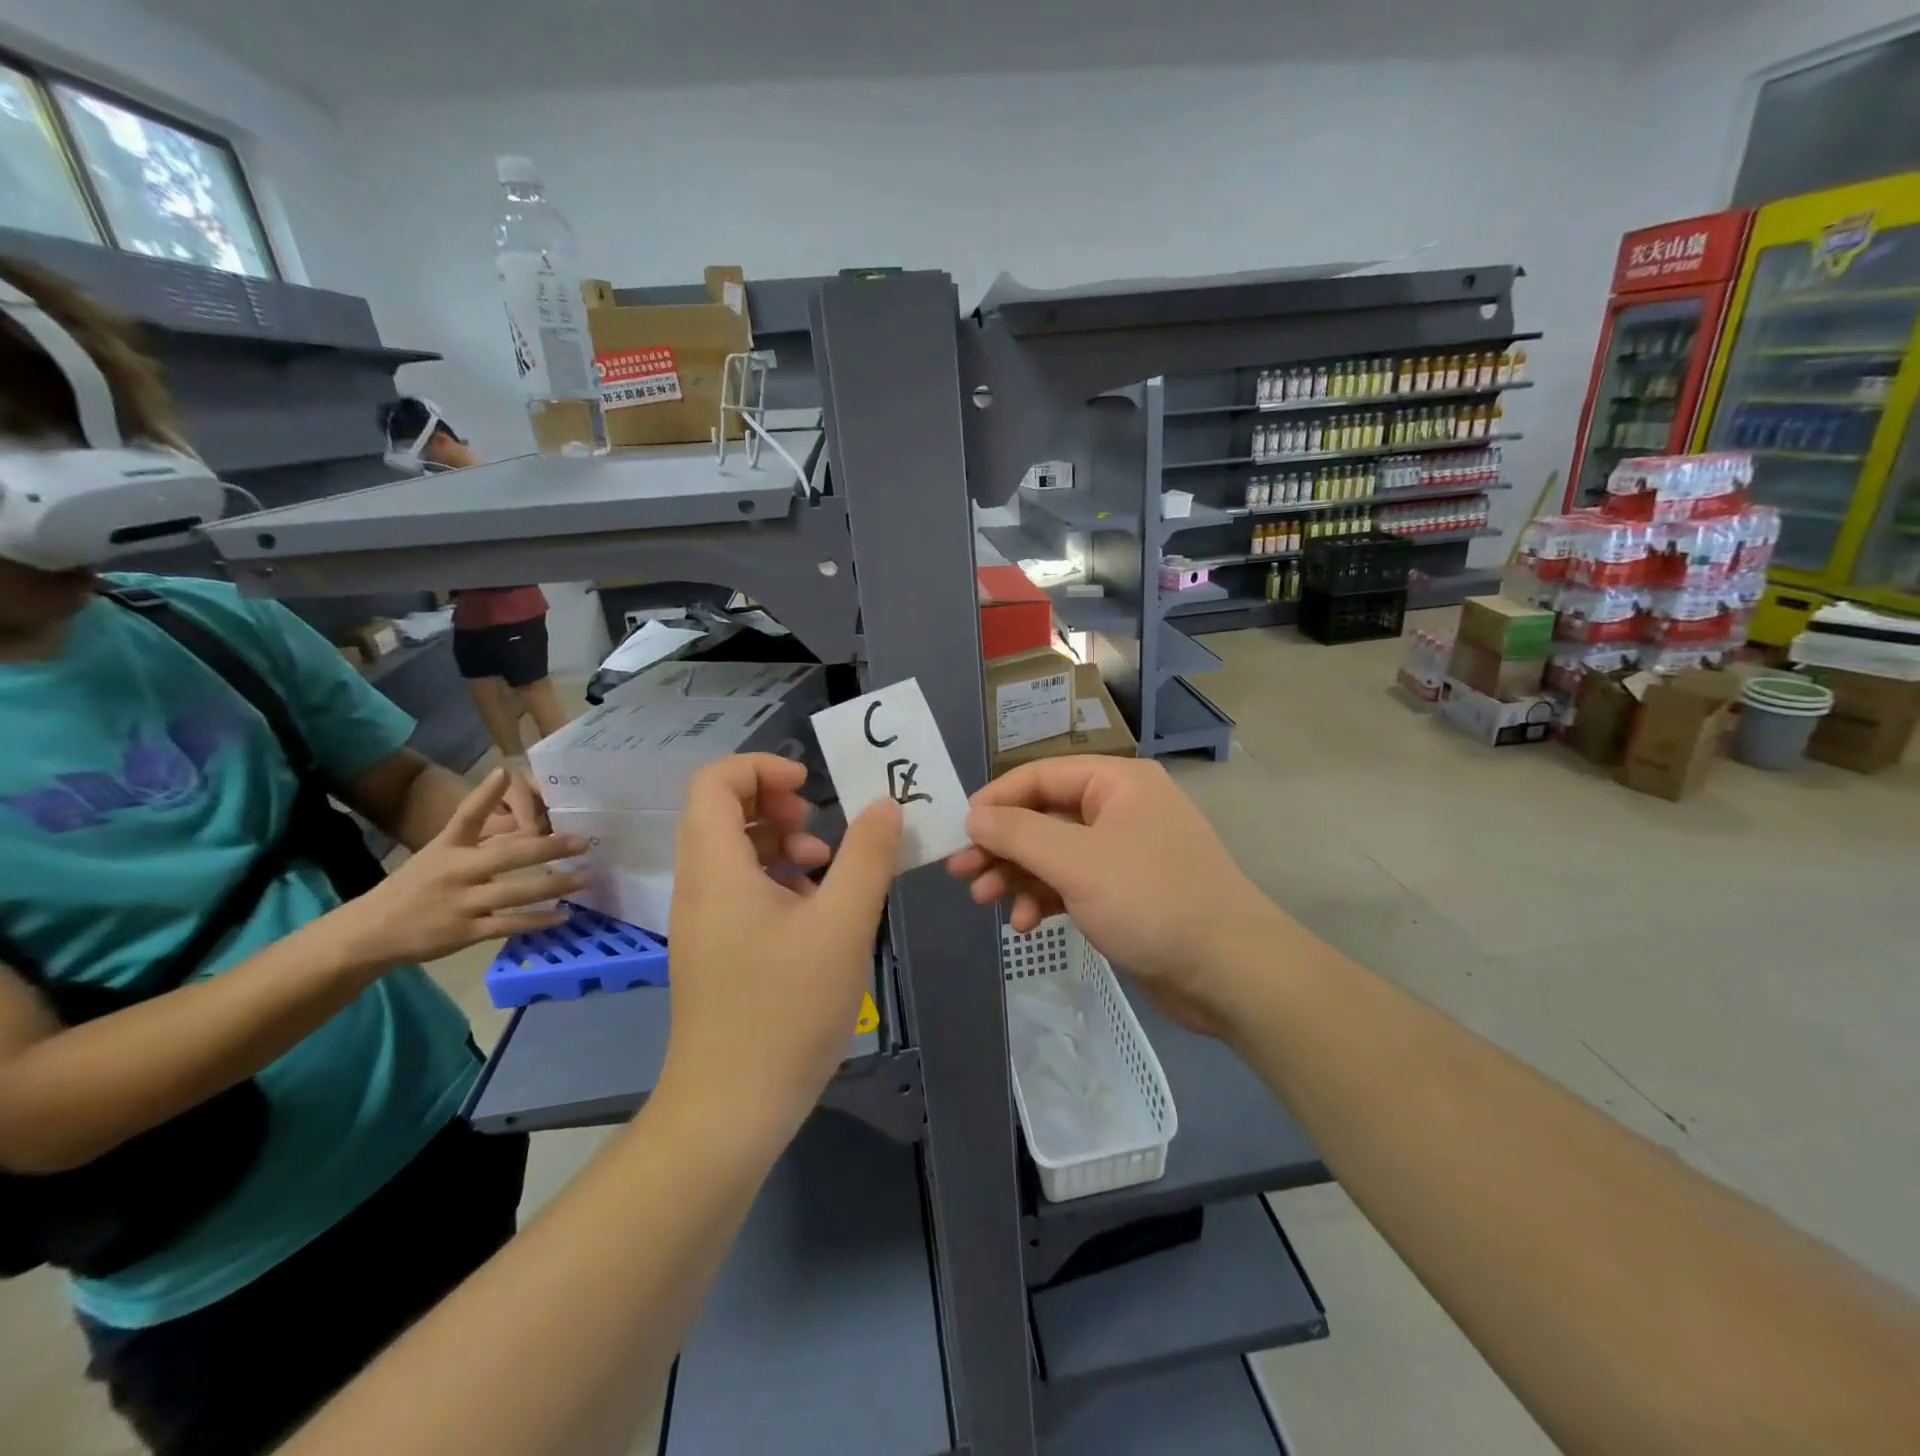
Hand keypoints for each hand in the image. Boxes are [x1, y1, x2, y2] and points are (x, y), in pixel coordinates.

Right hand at [338, 769, 588, 966]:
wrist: (370, 932)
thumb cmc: (416, 886)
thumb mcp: (441, 853)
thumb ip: (481, 836)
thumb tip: (524, 817)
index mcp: (448, 848)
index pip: (466, 815)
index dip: (485, 794)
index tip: (508, 772)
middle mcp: (456, 872)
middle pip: (508, 856)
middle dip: (549, 848)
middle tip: (584, 842)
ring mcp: (461, 903)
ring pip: (516, 892)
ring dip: (555, 885)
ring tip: (586, 878)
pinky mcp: (465, 932)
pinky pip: (509, 924)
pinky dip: (538, 921)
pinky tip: (564, 915)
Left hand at [657, 754, 901, 1151]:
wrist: (731, 1109)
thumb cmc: (785, 1010)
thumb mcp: (842, 926)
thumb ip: (868, 857)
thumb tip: (885, 806)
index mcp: (716, 868)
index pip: (715, 781)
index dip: (763, 767)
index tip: (812, 789)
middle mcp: (700, 886)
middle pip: (723, 810)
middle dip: (777, 804)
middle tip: (820, 829)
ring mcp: (705, 920)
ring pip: (736, 851)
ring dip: (783, 844)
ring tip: (827, 871)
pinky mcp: (717, 949)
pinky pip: (742, 888)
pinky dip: (779, 880)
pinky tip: (818, 912)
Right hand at [946, 756, 1278, 1036]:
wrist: (1229, 972)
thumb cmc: (1151, 900)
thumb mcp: (1076, 862)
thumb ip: (1019, 834)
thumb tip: (973, 815)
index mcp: (1116, 782)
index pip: (1040, 775)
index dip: (995, 800)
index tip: (959, 831)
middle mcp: (1119, 808)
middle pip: (1043, 816)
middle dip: (1001, 846)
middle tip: (960, 873)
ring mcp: (1122, 852)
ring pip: (1053, 854)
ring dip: (1017, 876)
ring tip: (984, 902)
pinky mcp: (1123, 892)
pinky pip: (1071, 884)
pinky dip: (1045, 898)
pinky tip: (1027, 924)